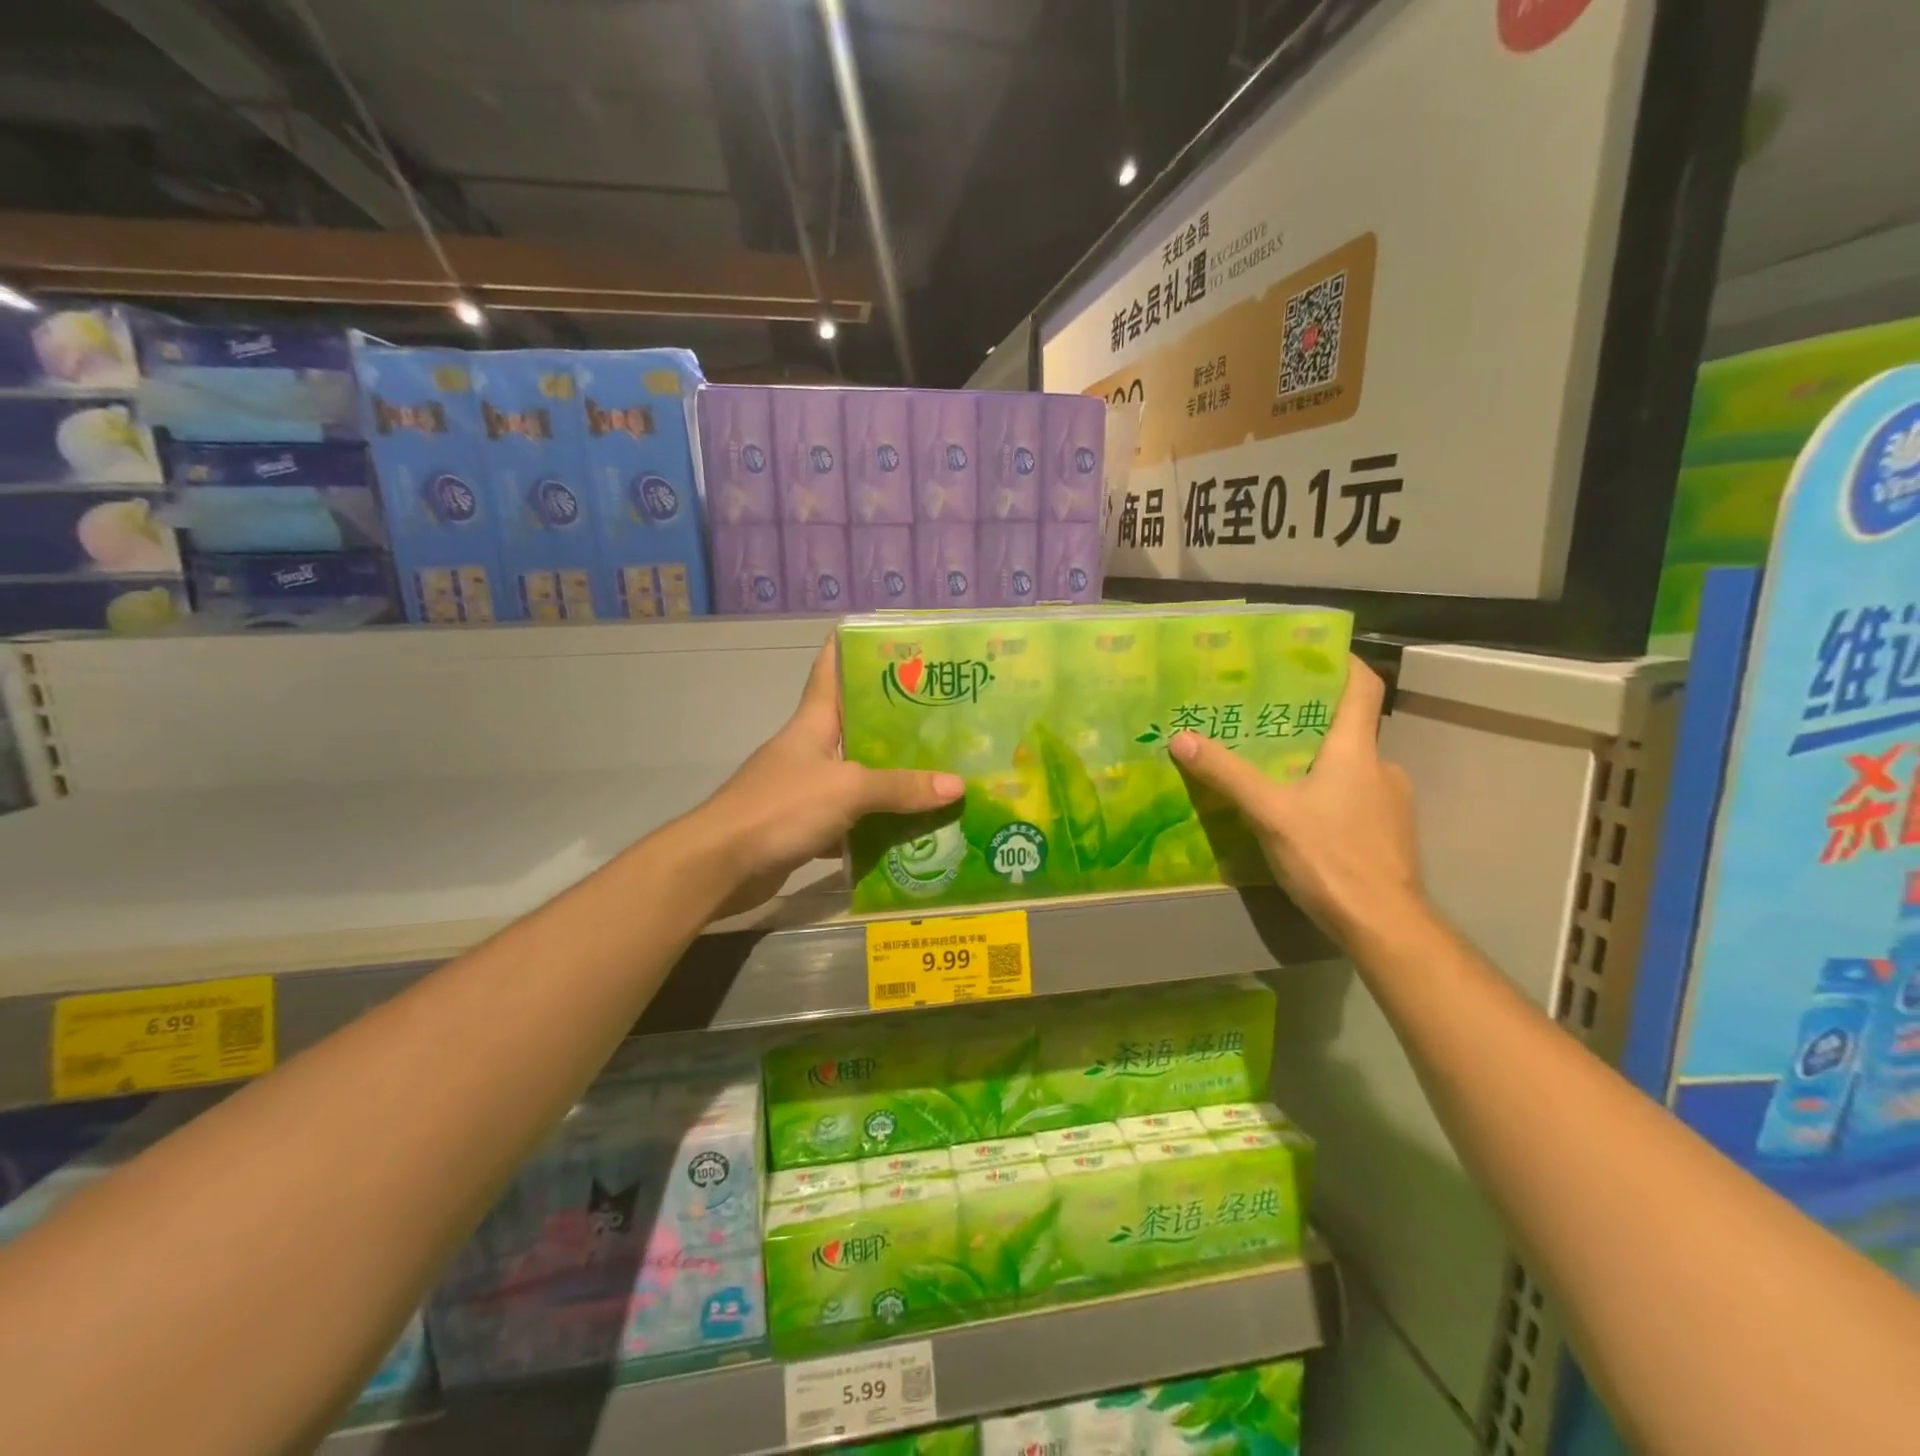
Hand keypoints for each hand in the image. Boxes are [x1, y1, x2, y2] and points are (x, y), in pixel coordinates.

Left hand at [691, 639, 963, 914]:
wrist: (722, 864)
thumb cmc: (781, 807)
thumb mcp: (848, 789)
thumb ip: (901, 788)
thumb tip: (957, 785)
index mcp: (813, 723)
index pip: (829, 671)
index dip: (851, 649)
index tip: (886, 636)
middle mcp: (809, 749)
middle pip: (855, 726)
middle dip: (895, 722)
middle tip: (942, 715)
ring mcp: (805, 789)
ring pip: (858, 777)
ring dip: (892, 779)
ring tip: (940, 773)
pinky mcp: (804, 826)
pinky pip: (851, 821)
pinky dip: (877, 826)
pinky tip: (912, 830)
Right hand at [1168, 658, 1422, 944]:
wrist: (1384, 924)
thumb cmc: (1330, 856)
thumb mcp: (1269, 812)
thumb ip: (1226, 774)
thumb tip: (1180, 738)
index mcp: (1357, 750)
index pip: (1363, 687)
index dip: (1342, 663)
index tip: (1312, 653)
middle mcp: (1382, 767)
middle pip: (1349, 728)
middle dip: (1309, 721)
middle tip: (1264, 721)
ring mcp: (1391, 803)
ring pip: (1351, 768)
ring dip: (1317, 763)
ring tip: (1273, 771)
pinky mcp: (1389, 834)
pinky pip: (1355, 799)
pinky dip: (1329, 796)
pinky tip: (1299, 817)